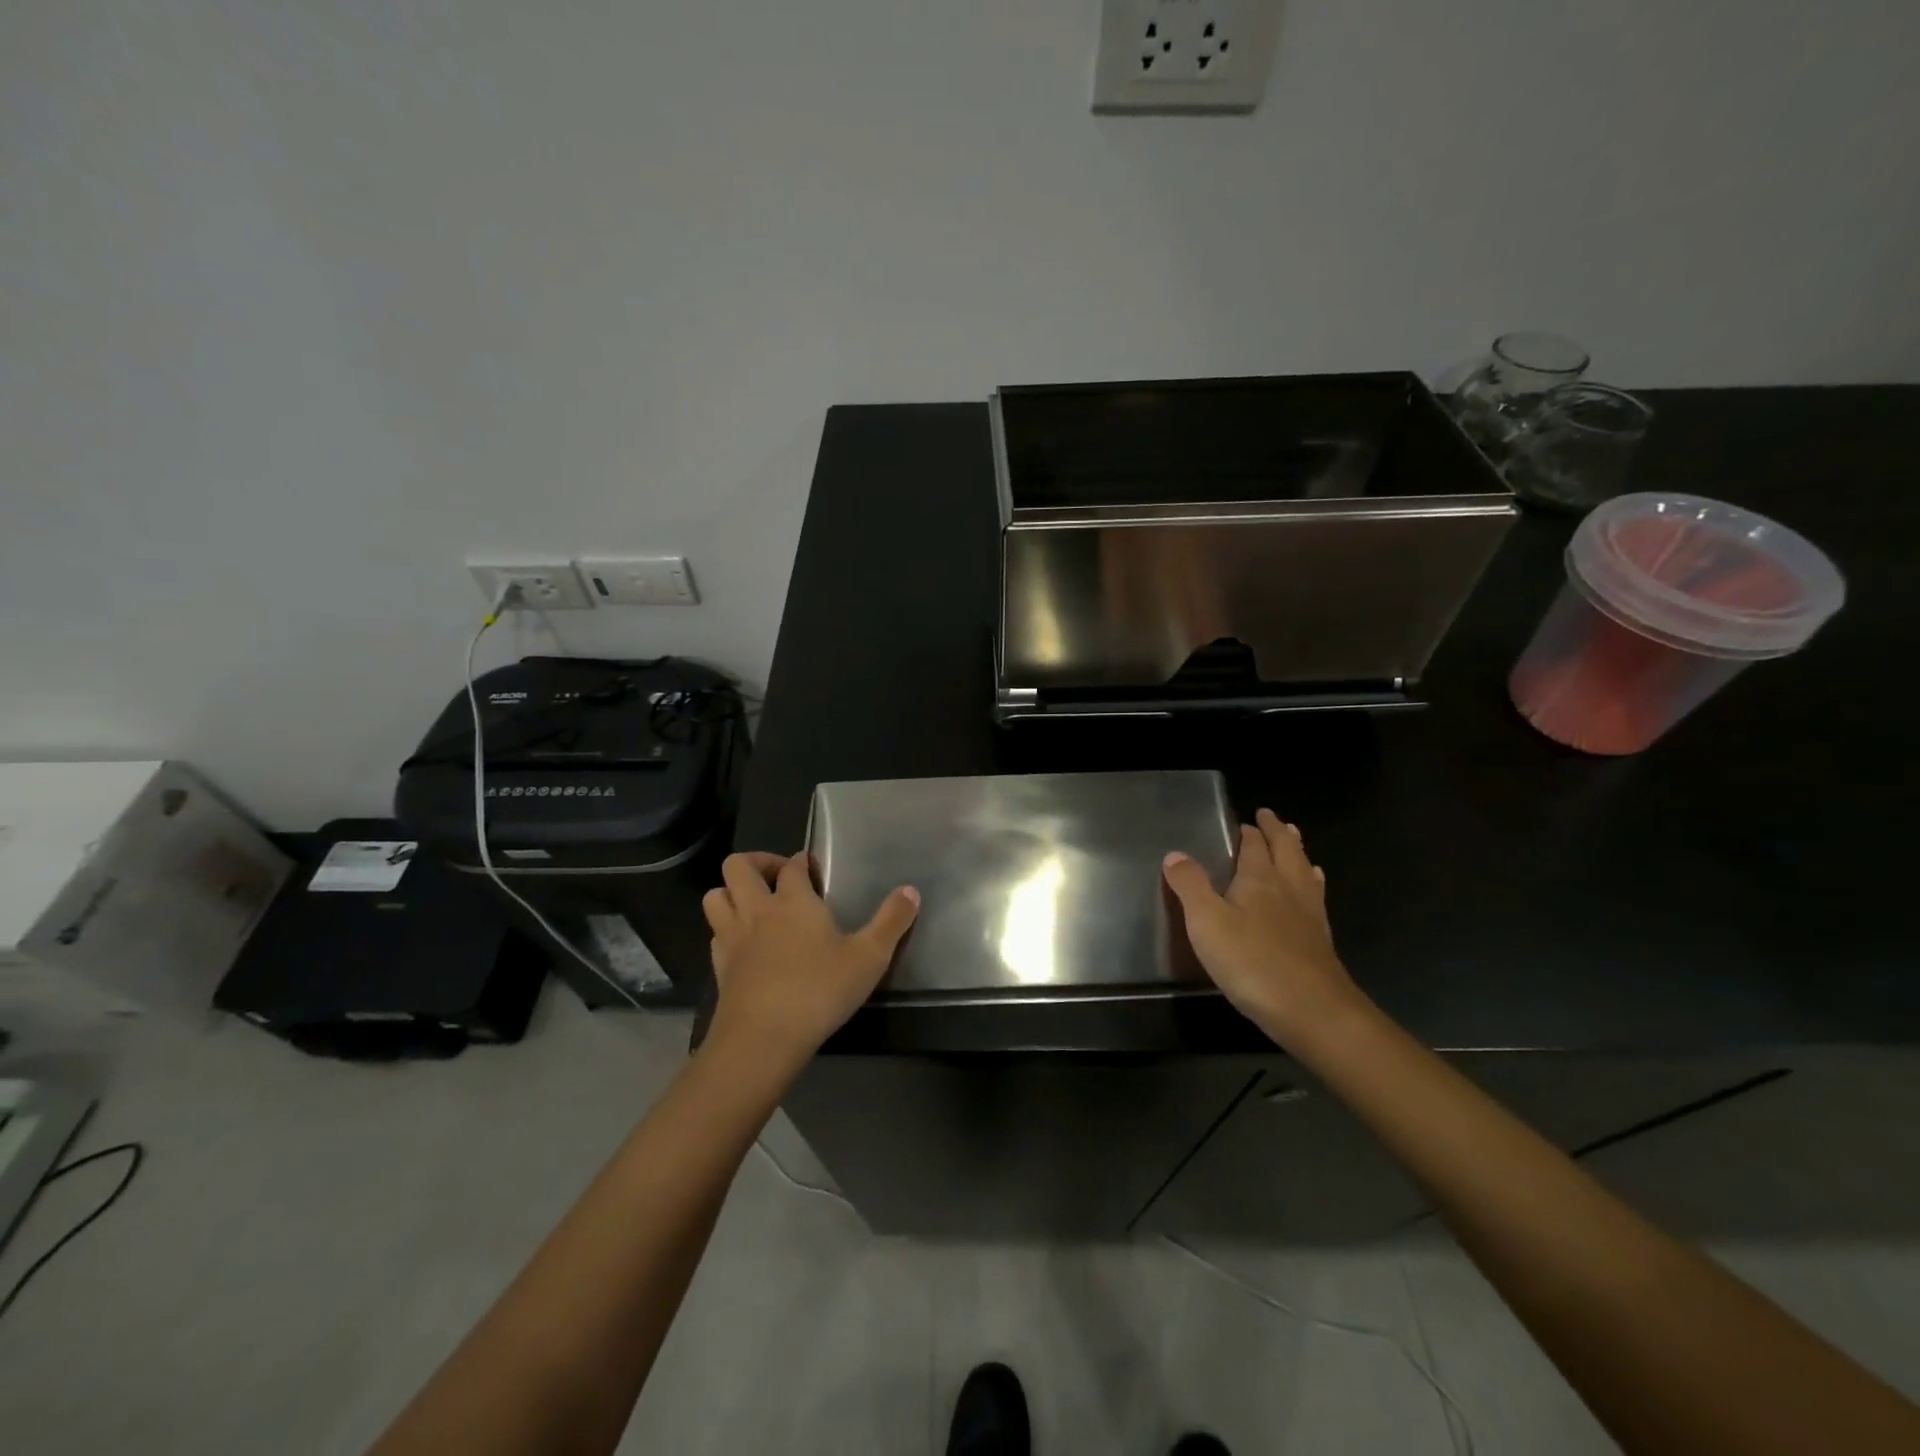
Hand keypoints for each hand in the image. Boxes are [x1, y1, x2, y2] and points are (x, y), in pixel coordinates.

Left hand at [701, 851, 919, 1071]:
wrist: (763, 1040)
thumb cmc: (819, 991)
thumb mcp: (869, 957)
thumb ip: (892, 922)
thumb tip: (911, 890)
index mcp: (794, 900)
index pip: (791, 865)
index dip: (801, 862)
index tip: (813, 870)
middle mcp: (758, 910)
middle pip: (738, 866)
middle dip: (756, 862)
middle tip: (778, 876)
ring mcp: (733, 938)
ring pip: (715, 896)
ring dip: (731, 892)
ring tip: (755, 904)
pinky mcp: (720, 967)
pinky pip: (715, 934)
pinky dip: (726, 929)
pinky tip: (745, 944)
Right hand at [1163, 809, 1366, 1048]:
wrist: (1313, 1011)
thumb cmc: (1252, 962)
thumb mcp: (1207, 923)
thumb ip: (1190, 886)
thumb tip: (1175, 854)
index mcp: (1260, 879)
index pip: (1255, 846)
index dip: (1249, 832)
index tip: (1246, 820)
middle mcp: (1289, 888)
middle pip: (1287, 851)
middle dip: (1278, 832)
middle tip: (1272, 818)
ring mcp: (1310, 914)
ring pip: (1305, 871)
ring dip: (1298, 852)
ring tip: (1295, 840)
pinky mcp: (1320, 940)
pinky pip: (1315, 897)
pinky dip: (1311, 882)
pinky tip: (1312, 890)